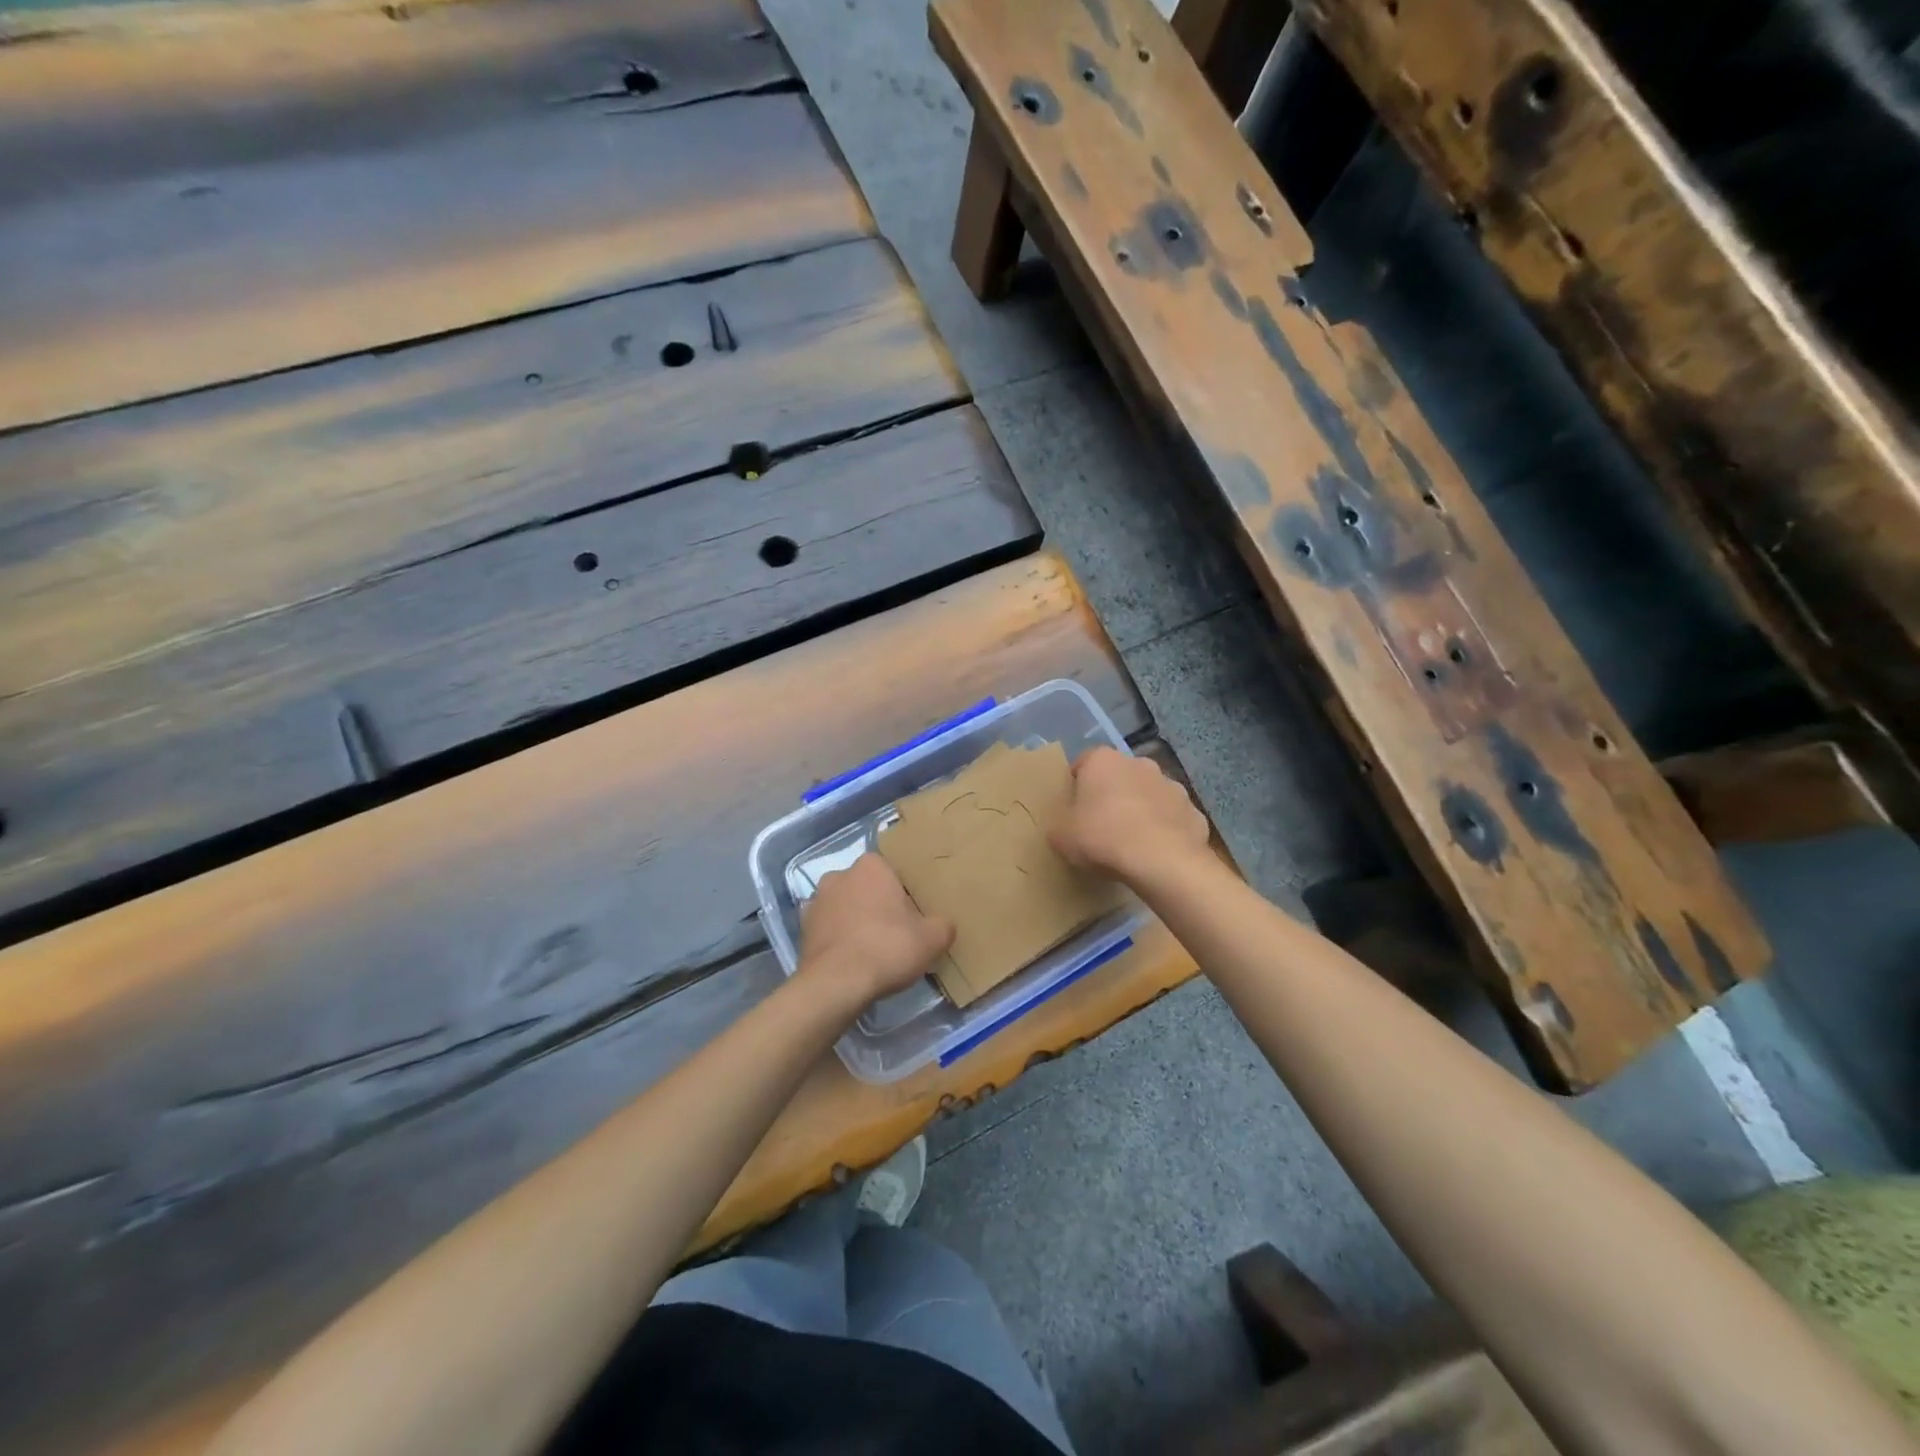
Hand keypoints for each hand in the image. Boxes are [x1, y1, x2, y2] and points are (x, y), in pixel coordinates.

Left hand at [799, 854, 953, 1008]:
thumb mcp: (932, 939)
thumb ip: (943, 925)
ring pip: (845, 906)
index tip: (912, 915)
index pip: (893, 872)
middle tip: (895, 932)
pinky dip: (838, 938)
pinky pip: (829, 928)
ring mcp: (817, 901)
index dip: (904, 893)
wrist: (836, 984)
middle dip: (878, 905)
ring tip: (872, 949)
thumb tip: (943, 925)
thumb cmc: (887, 949)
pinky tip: (851, 959)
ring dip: (855, 920)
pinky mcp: (803, 928)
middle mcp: (840, 875)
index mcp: (871, 866)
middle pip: (867, 888)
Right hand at [1050, 747, 1209, 886]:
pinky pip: (1173, 819)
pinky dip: (1165, 831)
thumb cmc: (1103, 838)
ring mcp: (1172, 786)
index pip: (1083, 763)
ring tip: (1130, 843)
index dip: (1076, 786)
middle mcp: (1139, 764)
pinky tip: (1156, 855)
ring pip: (1149, 795)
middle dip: (1111, 796)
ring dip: (1141, 811)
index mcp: (1103, 760)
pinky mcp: (1194, 812)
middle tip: (1100, 827)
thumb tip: (1065, 826)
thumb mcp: (1061, 836)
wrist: (1161, 861)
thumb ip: (1060, 824)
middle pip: (1119, 777)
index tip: (1072, 810)